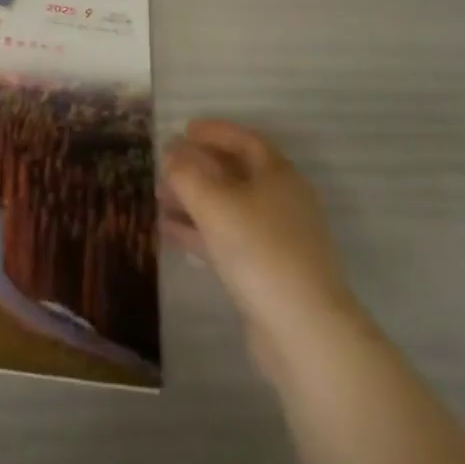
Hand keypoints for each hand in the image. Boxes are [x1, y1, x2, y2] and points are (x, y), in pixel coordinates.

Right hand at [161, 118, 358, 377]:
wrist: (305, 333)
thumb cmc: (259, 250)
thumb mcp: (214, 203)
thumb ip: (187, 172)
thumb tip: (172, 152)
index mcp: (279, 174)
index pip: (244, 139)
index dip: (213, 131)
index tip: (183, 130)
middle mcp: (283, 201)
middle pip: (236, 173)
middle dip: (198, 168)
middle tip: (165, 167)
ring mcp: (279, 239)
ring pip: (230, 208)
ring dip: (195, 200)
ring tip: (159, 199)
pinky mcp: (270, 273)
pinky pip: (230, 238)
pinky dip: (202, 231)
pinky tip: (171, 233)